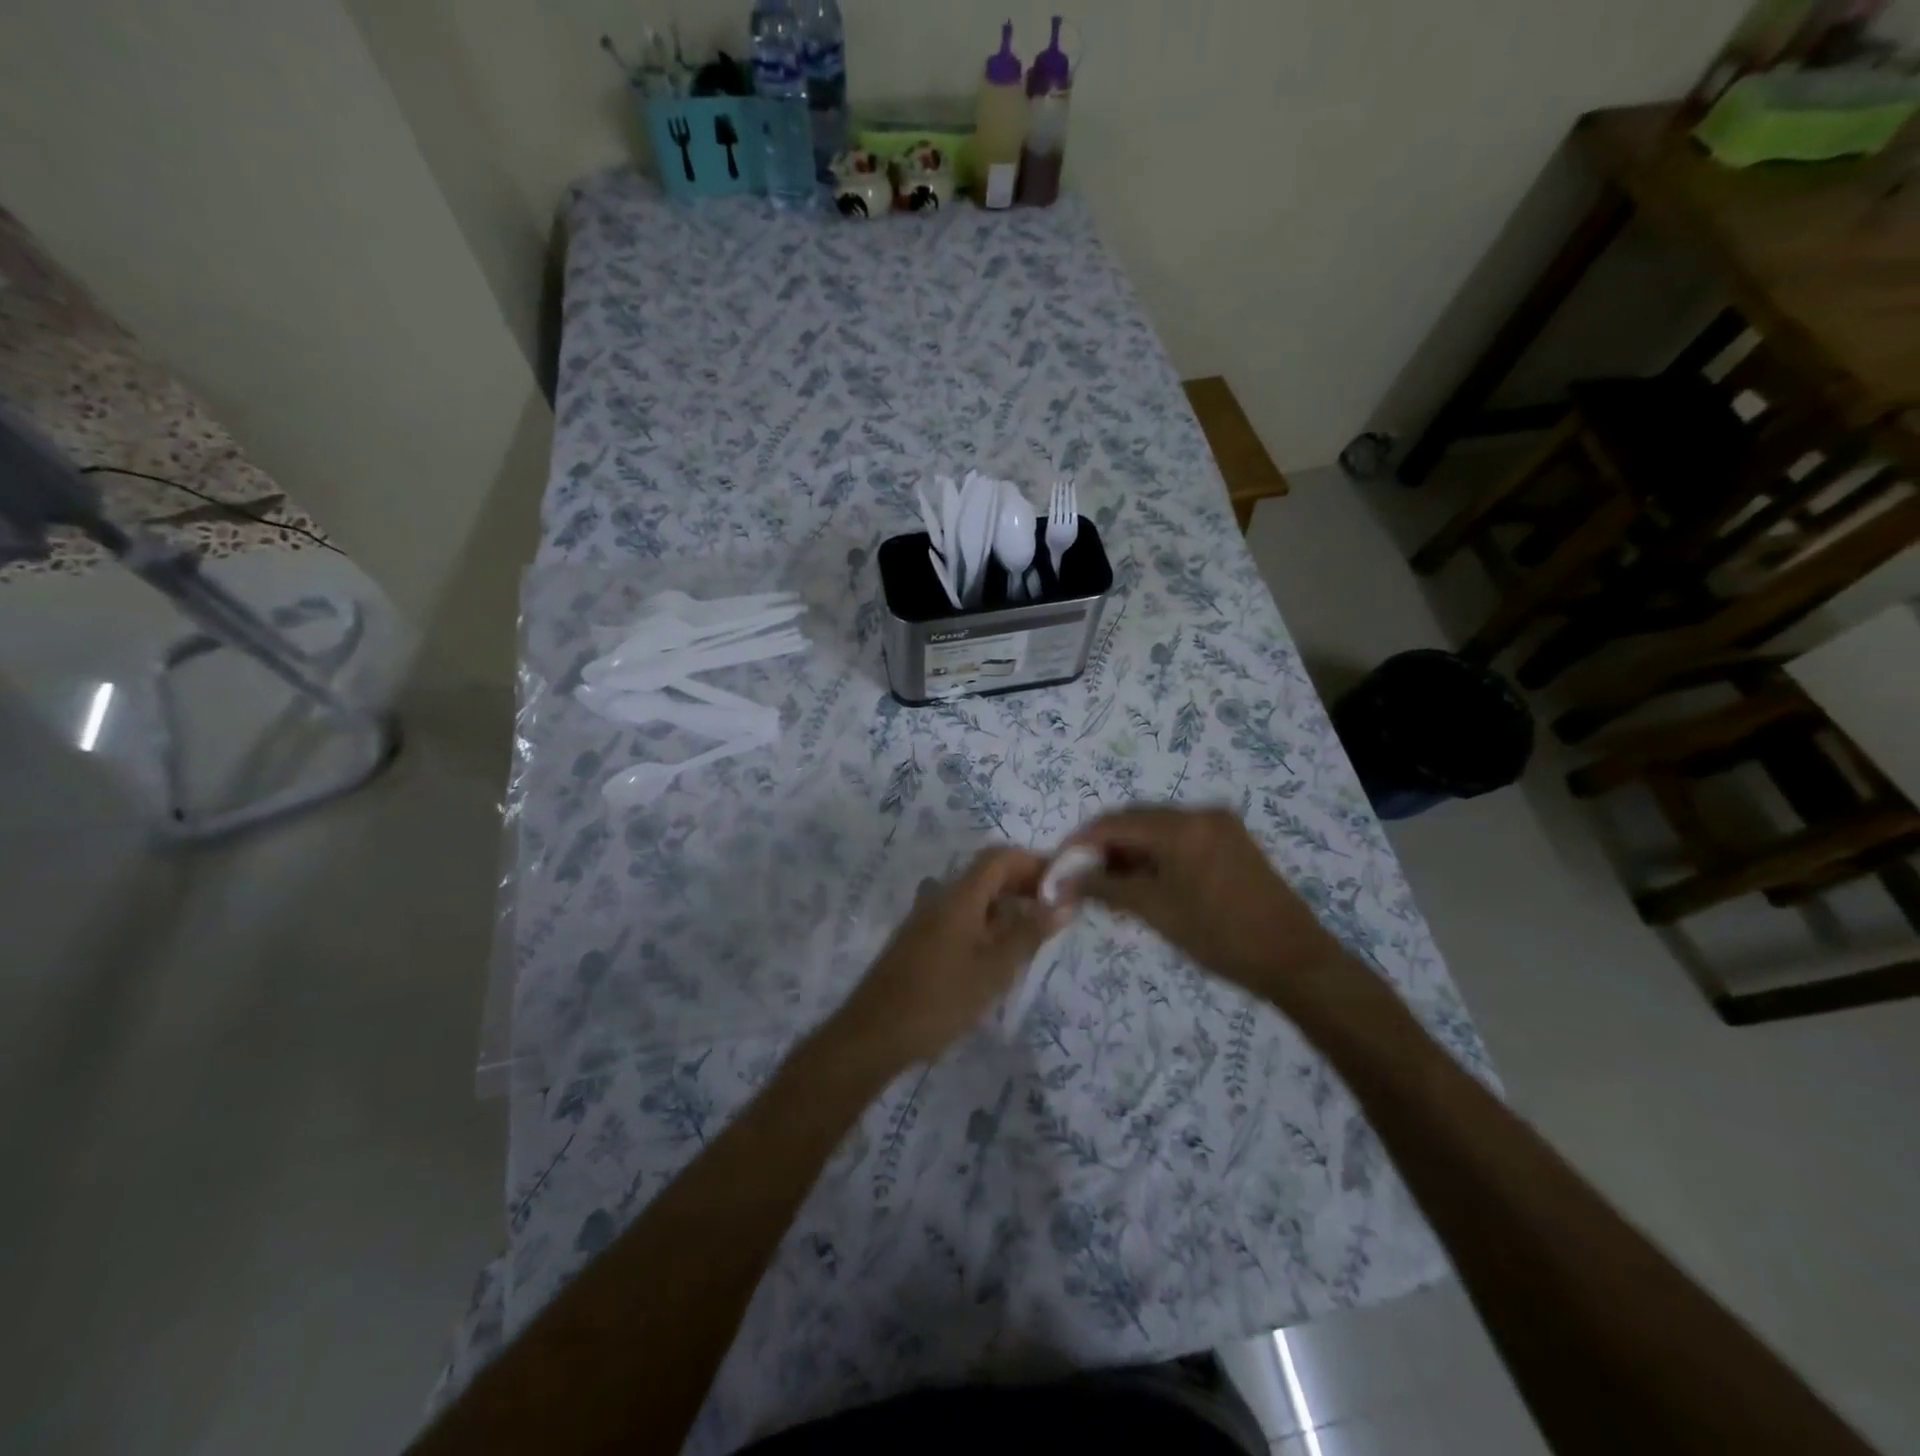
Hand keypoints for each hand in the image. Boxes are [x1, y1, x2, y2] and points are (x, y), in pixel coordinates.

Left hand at [835, 848, 1071, 1067]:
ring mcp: (925, 918)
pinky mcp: (918, 940)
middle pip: (986, 874)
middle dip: (1022, 884)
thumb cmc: (938, 1000)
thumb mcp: (993, 971)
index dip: (1033, 862)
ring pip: (973, 897)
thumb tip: (1064, 904)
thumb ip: (1028, 935)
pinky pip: (959, 916)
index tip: (1063, 882)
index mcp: (958, 896)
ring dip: (1004, 905)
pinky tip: (997, 952)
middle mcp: (940, 897)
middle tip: (1054, 909)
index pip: (999, 858)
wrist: (873, 1034)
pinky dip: (985, 922)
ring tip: (1032, 932)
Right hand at [1062, 805, 1351, 1007]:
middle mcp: (1200, 813)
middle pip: (1136, 819)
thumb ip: (1106, 889)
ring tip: (1109, 882)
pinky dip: (1156, 854)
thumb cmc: (1219, 936)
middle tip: (1081, 876)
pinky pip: (1180, 837)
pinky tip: (1143, 879)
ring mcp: (1219, 824)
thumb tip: (1063, 880)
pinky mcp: (1231, 840)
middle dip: (1104, 845)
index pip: (1114, 822)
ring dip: (1130, 849)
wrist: (1294, 959)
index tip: (1058, 865)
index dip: (1080, 842)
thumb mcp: (1155, 911)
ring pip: (1158, 828)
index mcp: (1181, 826)